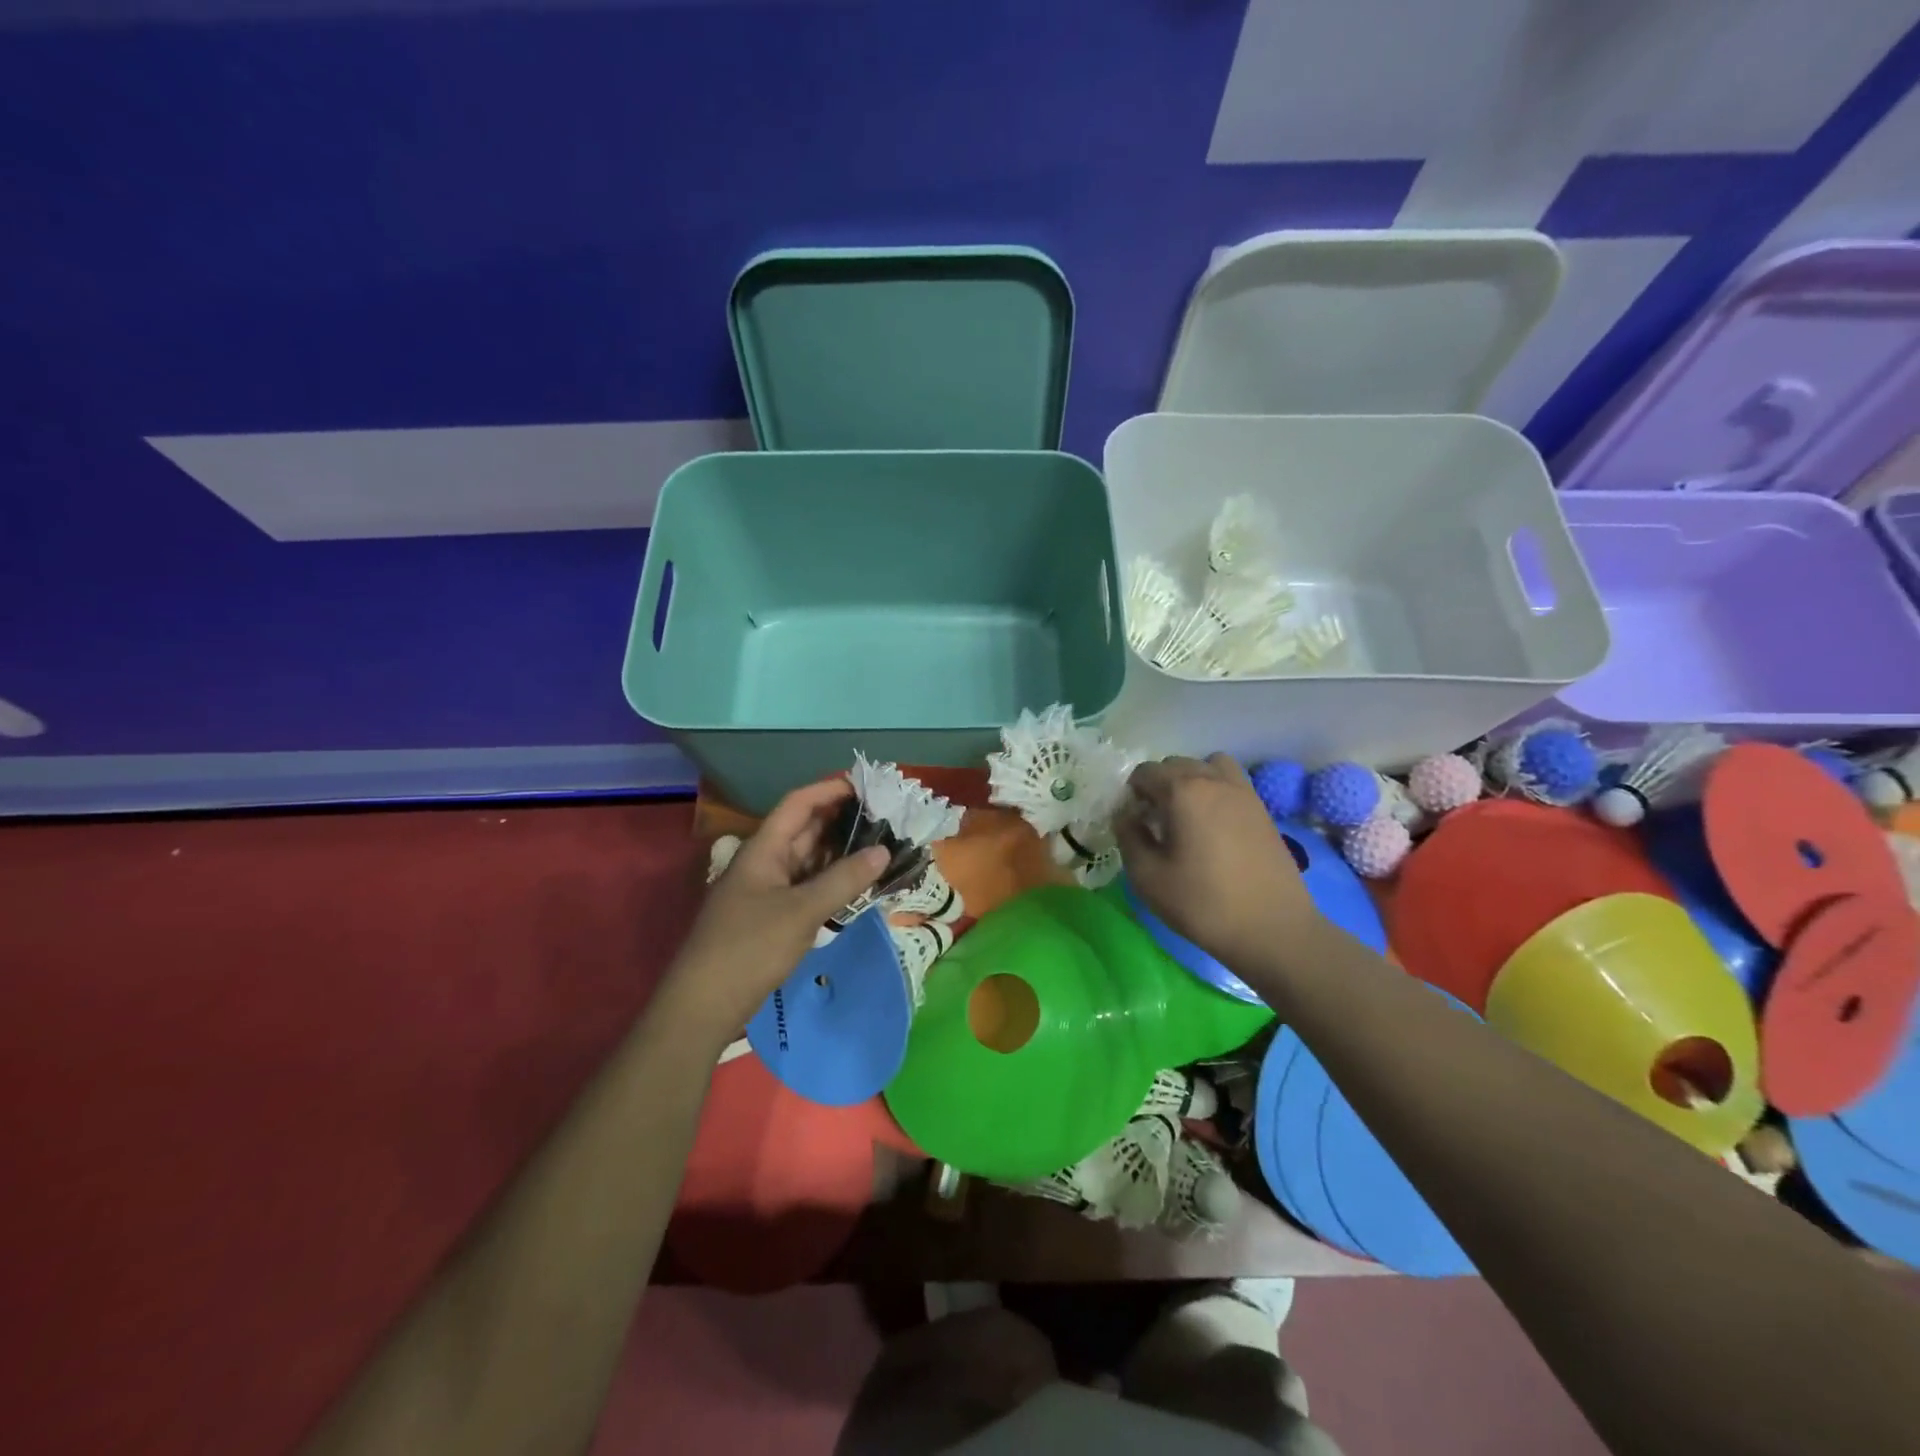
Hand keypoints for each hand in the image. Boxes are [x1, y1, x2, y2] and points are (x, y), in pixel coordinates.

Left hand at [657, 779, 888, 1046]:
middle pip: (805, 829)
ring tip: (879, 847)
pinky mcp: (770, 916)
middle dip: (841, 821)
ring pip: (808, 860)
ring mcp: (766, 890)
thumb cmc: (750, 947)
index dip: (830, 789)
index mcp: (763, 849)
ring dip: (839, 853)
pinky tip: (856, 886)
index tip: (867, 786)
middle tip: (884, 818)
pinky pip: (806, 887)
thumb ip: (844, 880)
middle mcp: (764, 862)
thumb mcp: (802, 911)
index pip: (799, 803)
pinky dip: (830, 882)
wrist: (704, 1004)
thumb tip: (883, 851)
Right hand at [1115, 754, 1325, 969]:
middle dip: (1159, 785)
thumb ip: (1129, 837)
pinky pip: (1232, 782)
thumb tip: (1126, 816)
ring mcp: (1244, 792)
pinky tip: (1214, 826)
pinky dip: (1216, 791)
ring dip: (1192, 780)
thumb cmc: (1203, 903)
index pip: (1145, 772)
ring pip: (1209, 765)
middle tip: (1156, 822)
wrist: (1273, 929)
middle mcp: (1214, 780)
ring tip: (1188, 815)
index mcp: (1182, 791)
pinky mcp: (1263, 810)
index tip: (1133, 823)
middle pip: (1176, 764)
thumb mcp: (1147, 877)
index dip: (1132, 794)